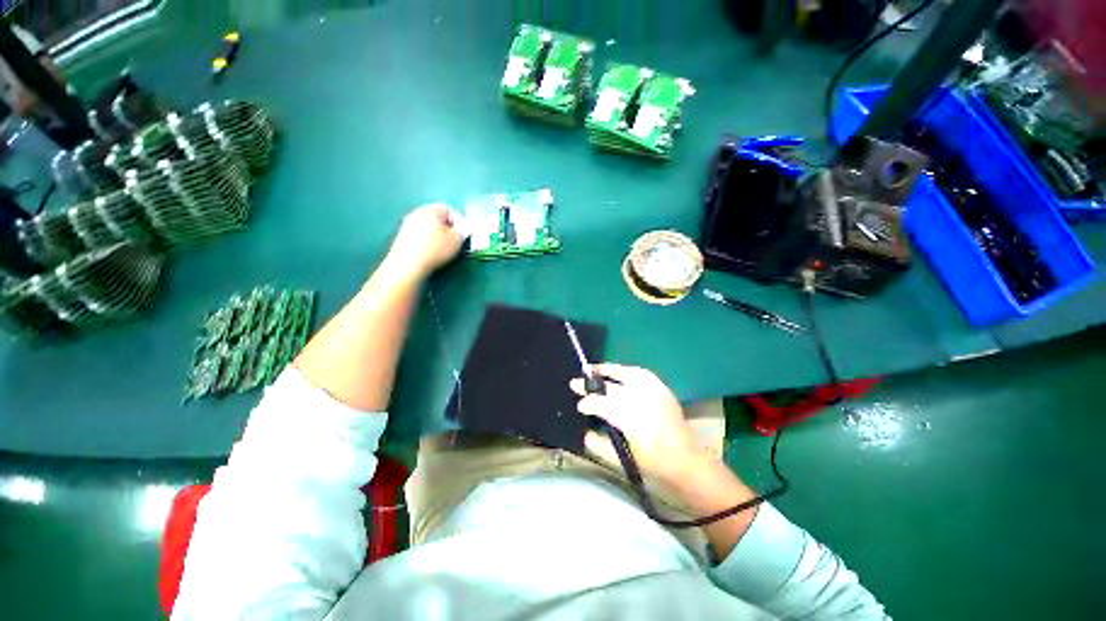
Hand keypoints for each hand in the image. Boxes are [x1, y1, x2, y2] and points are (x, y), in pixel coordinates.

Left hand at [386, 204, 465, 278]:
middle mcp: (417, 212)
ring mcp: (407, 224)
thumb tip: (463, 227)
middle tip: (455, 240)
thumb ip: (463, 230)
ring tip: (443, 248)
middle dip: (447, 227)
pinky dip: (427, 241)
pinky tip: (430, 252)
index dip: (459, 221)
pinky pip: (419, 235)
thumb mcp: (457, 240)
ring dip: (436, 235)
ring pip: (427, 226)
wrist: (408, 264)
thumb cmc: (435, 249)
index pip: (448, 209)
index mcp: (431, 210)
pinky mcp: (401, 237)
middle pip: (437, 217)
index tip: (463, 233)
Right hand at [570, 363, 712, 485]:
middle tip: (576, 382)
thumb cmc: (654, 465)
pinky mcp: (663, 390)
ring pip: (626, 373)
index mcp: (628, 418)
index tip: (580, 407)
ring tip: (595, 369)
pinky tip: (621, 374)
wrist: (688, 463)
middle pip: (610, 386)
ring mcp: (653, 392)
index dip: (587, 404)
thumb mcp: (622, 461)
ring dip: (608, 370)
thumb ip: (599, 446)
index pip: (600, 404)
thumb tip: (586, 433)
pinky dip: (628, 371)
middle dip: (591, 384)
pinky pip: (642, 374)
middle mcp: (640, 399)